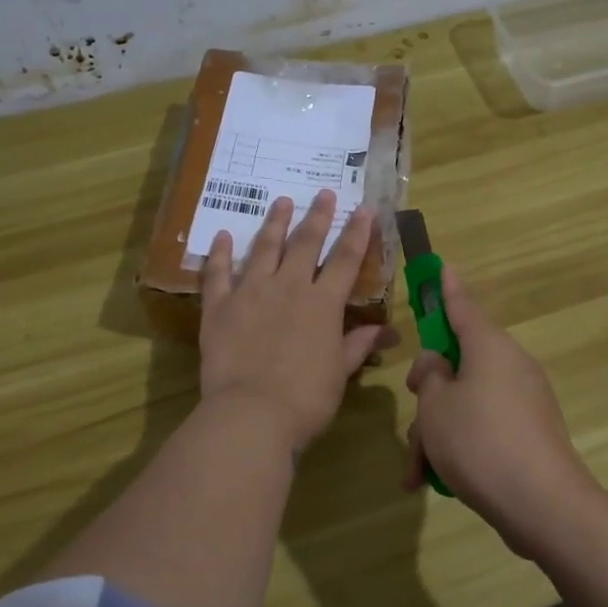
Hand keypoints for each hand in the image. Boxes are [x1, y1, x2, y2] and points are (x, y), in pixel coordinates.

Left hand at [199, 190, 391, 454]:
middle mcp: (288, 287)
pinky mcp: (219, 307)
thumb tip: (389, 333)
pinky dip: (220, 253)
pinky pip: (218, 273)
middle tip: (323, 193)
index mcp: (322, 303)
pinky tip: (223, 235)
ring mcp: (251, 293)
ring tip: (281, 201)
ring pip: (264, 248)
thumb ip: (359, 345)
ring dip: (274, 223)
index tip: (364, 209)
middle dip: (317, 216)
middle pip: (305, 244)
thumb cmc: (306, 398)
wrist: (252, 413)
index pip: (345, 260)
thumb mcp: (340, 372)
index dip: (357, 233)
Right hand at [402, 264, 604, 558]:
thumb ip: (429, 377)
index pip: (462, 307)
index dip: (446, 288)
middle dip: (428, 396)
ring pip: (465, 403)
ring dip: (437, 432)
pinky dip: (459, 448)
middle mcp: (510, 366)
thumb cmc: (479, 442)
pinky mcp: (528, 434)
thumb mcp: (435, 406)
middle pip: (458, 365)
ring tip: (417, 472)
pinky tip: (434, 482)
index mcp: (489, 347)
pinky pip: (483, 428)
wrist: (543, 505)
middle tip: (413, 422)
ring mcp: (523, 402)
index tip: (443, 266)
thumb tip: (439, 366)